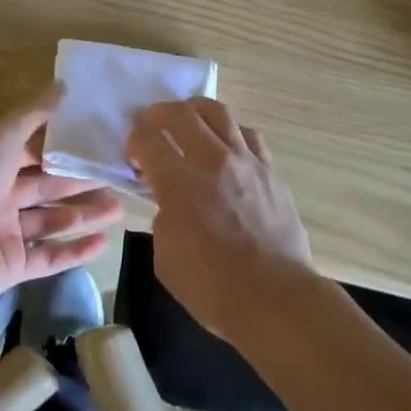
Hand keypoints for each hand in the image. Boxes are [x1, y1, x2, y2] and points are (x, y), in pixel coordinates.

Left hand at [0, 86, 123, 315]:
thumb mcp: (1, 138)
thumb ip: (33, 114)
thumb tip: (63, 85)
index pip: (34, 154)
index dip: (63, 150)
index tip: (97, 143)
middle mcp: (0, 197)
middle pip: (49, 187)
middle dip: (82, 183)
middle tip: (118, 178)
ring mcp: (6, 234)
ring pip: (53, 221)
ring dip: (85, 215)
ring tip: (120, 209)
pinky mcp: (12, 268)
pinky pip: (49, 257)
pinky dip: (75, 251)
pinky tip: (104, 243)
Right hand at [125, 97, 313, 342]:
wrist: (275, 298)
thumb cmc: (213, 287)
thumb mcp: (166, 257)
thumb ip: (163, 217)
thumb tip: (171, 202)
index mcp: (180, 183)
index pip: (148, 140)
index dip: (134, 141)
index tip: (134, 154)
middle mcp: (212, 160)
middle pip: (181, 113)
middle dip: (158, 114)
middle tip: (152, 125)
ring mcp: (245, 160)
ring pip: (218, 112)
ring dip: (195, 112)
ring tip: (188, 123)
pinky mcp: (270, 169)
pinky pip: (248, 134)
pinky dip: (230, 133)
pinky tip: (226, 147)